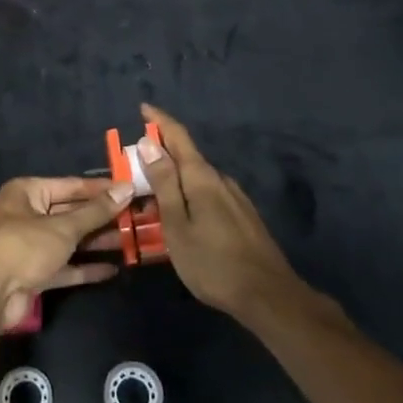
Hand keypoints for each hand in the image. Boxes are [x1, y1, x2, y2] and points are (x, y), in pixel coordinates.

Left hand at [0, 177, 130, 333]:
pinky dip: (85, 268)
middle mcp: (28, 215)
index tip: (130, 190)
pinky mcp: (35, 274)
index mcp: (28, 192)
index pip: (71, 186)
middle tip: (136, 218)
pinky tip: (113, 269)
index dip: (101, 189)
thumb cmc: (24, 246)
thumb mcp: (63, 226)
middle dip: (101, 218)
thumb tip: (126, 188)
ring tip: (130, 242)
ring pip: (70, 241)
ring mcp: (31, 246)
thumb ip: (96, 211)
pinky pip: (65, 266)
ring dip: (96, 242)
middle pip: (71, 213)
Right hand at [138, 104, 298, 317]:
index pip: (178, 136)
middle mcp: (221, 180)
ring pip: (197, 179)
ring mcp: (235, 198)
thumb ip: (164, 183)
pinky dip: (189, 195)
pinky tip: (182, 215)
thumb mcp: (177, 225)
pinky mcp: (243, 216)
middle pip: (187, 157)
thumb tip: (149, 143)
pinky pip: (208, 195)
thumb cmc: (212, 263)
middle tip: (134, 166)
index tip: (143, 107)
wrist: (267, 295)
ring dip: (174, 179)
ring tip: (152, 195)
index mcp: (202, 178)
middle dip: (161, 155)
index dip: (160, 120)